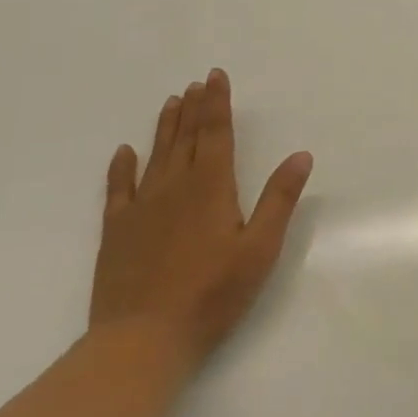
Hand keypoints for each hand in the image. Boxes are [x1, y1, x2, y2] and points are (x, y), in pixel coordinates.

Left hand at [90, 68, 312, 365]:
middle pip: (185, 138)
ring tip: (171, 102)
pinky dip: (121, 167)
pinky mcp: (116, 232)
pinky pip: (118, 189)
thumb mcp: (260, 248)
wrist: (141, 341)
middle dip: (193, 108)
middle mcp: (174, 187)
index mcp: (211, 187)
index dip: (217, 103)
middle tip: (195, 82)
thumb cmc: (211, 294)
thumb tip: (301, 155)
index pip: (216, 133)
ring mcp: (141, 209)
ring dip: (165, 127)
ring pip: (155, 156)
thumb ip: (279, 199)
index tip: (215, 76)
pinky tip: (124, 152)